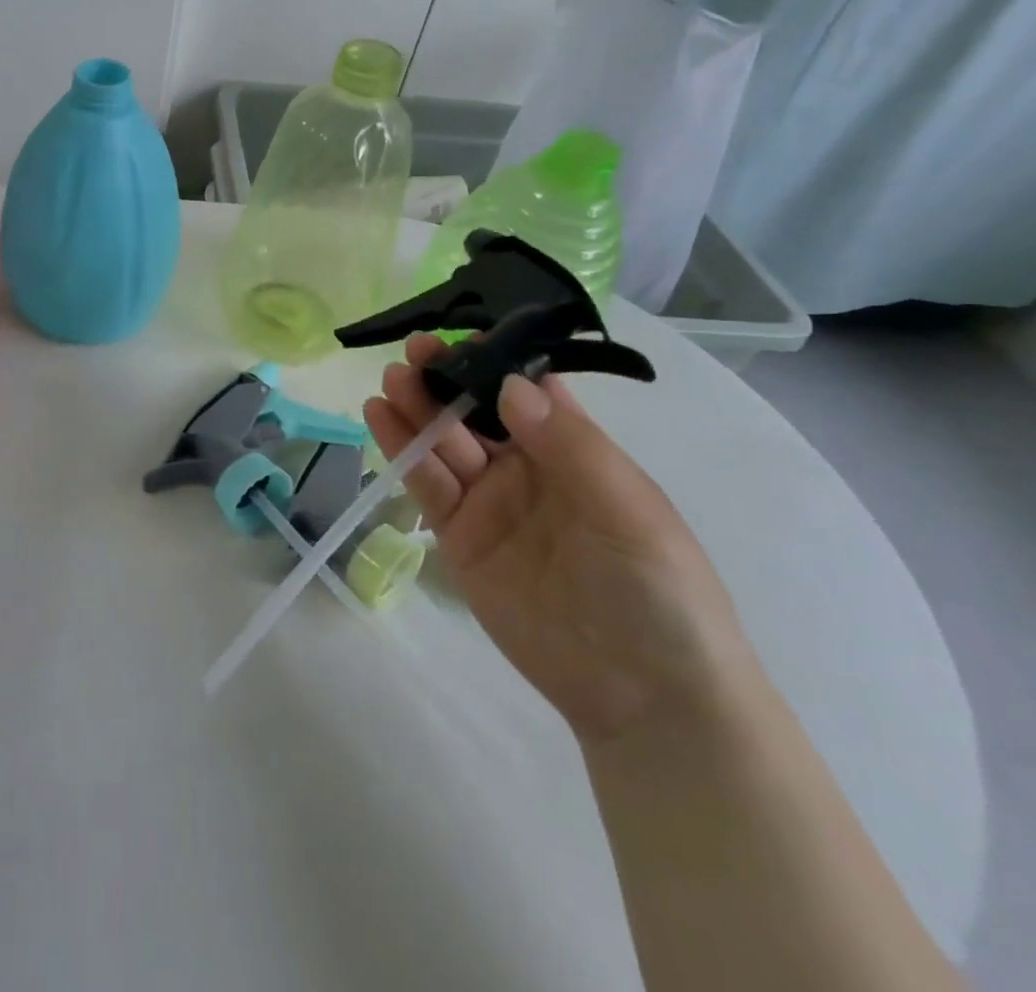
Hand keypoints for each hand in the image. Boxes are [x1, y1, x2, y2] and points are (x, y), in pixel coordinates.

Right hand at [364, 336, 755, 742]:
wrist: (643, 696)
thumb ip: (569, 445)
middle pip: (476, 413)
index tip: (461, 339)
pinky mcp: (458, 537)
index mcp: (576, 452)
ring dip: (417, 407)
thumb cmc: (657, 591)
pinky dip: (401, 449)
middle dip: (446, 380)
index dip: (494, 361)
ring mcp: (489, 502)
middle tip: (414, 352)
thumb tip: (510, 384)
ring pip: (444, 442)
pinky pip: (426, 484)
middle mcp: (527, 469)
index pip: (527, 392)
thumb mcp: (627, 509)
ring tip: (390, 379)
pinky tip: (379, 417)